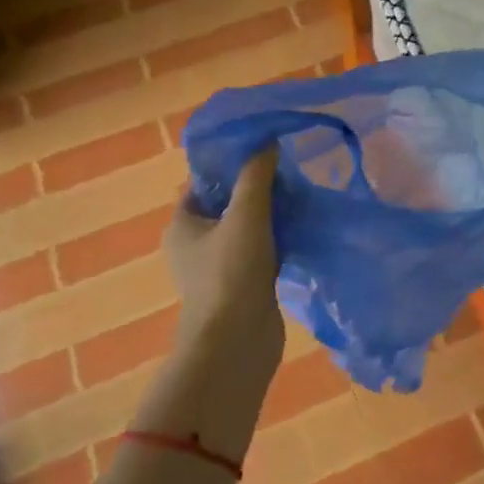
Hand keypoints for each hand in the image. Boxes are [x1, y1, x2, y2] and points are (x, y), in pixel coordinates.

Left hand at [165, 149, 283, 371]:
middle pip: (226, 204)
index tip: (261, 151)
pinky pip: (260, 252)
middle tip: (287, 172)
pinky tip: (302, 230)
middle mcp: (194, 244)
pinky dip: (277, 240)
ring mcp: (218, 268)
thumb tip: (267, 142)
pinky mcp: (242, 285)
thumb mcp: (246, 215)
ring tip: (300, 196)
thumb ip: (256, 176)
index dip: (228, 164)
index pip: (202, 182)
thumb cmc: (231, 272)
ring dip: (270, 215)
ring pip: (246, 229)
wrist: (237, 341)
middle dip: (255, 188)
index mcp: (182, 224)